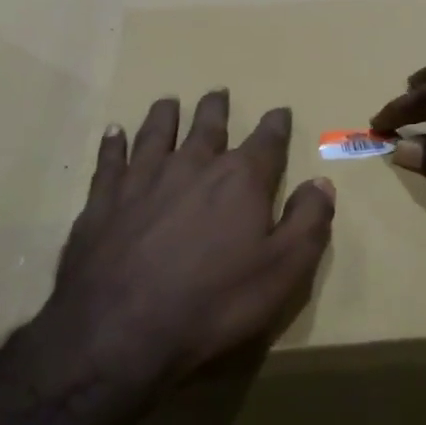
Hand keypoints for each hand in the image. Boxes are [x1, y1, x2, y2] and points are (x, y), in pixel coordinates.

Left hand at [39, 92, 335, 401]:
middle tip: (218, 93)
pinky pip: (109, 160)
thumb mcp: (282, 272)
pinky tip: (112, 132)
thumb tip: (322, 182)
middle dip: (216, 109)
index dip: (275, 125)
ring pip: (156, 133)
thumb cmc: (213, 303)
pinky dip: (113, 143)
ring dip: (165, 115)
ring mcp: (142, 180)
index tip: (280, 111)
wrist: (120, 330)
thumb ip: (307, 222)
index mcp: (239, 180)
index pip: (266, 142)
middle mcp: (192, 166)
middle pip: (207, 127)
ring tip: (168, 101)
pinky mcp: (103, 201)